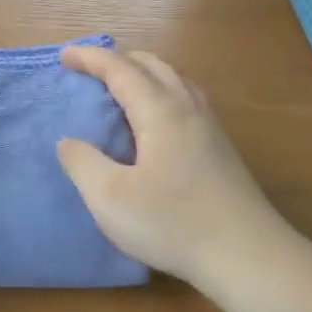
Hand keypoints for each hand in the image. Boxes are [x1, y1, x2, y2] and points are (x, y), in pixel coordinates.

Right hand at [57, 46, 294, 292]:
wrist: (246, 255)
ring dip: (144, 73)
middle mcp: (188, 109)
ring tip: (122, 87)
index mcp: (160, 112)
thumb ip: (82, 163)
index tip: (64, 56)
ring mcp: (211, 128)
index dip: (90, 58)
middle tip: (90, 69)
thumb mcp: (109, 198)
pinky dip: (163, 91)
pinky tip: (158, 119)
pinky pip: (188, 99)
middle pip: (153, 65)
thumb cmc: (173, 224)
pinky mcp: (222, 149)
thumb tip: (68, 141)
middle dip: (118, 59)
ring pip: (175, 80)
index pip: (120, 70)